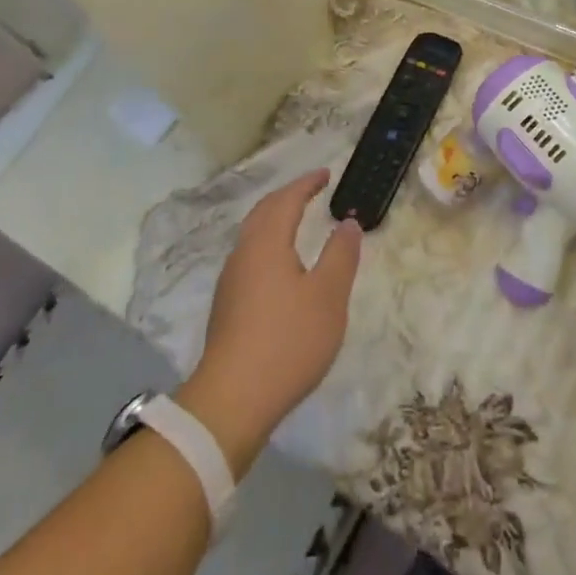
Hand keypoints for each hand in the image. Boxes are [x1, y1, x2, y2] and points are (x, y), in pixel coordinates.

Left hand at [179, 170, 361, 468]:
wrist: (233, 400)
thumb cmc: (288, 341)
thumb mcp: (328, 296)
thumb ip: (341, 255)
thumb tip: (347, 222)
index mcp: (266, 244)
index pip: (286, 200)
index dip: (306, 184)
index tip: (326, 174)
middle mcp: (243, 254)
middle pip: (263, 213)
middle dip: (288, 197)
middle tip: (311, 190)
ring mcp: (231, 282)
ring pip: (253, 236)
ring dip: (275, 220)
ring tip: (297, 221)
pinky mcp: (227, 307)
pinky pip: (250, 257)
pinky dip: (269, 244)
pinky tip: (281, 265)